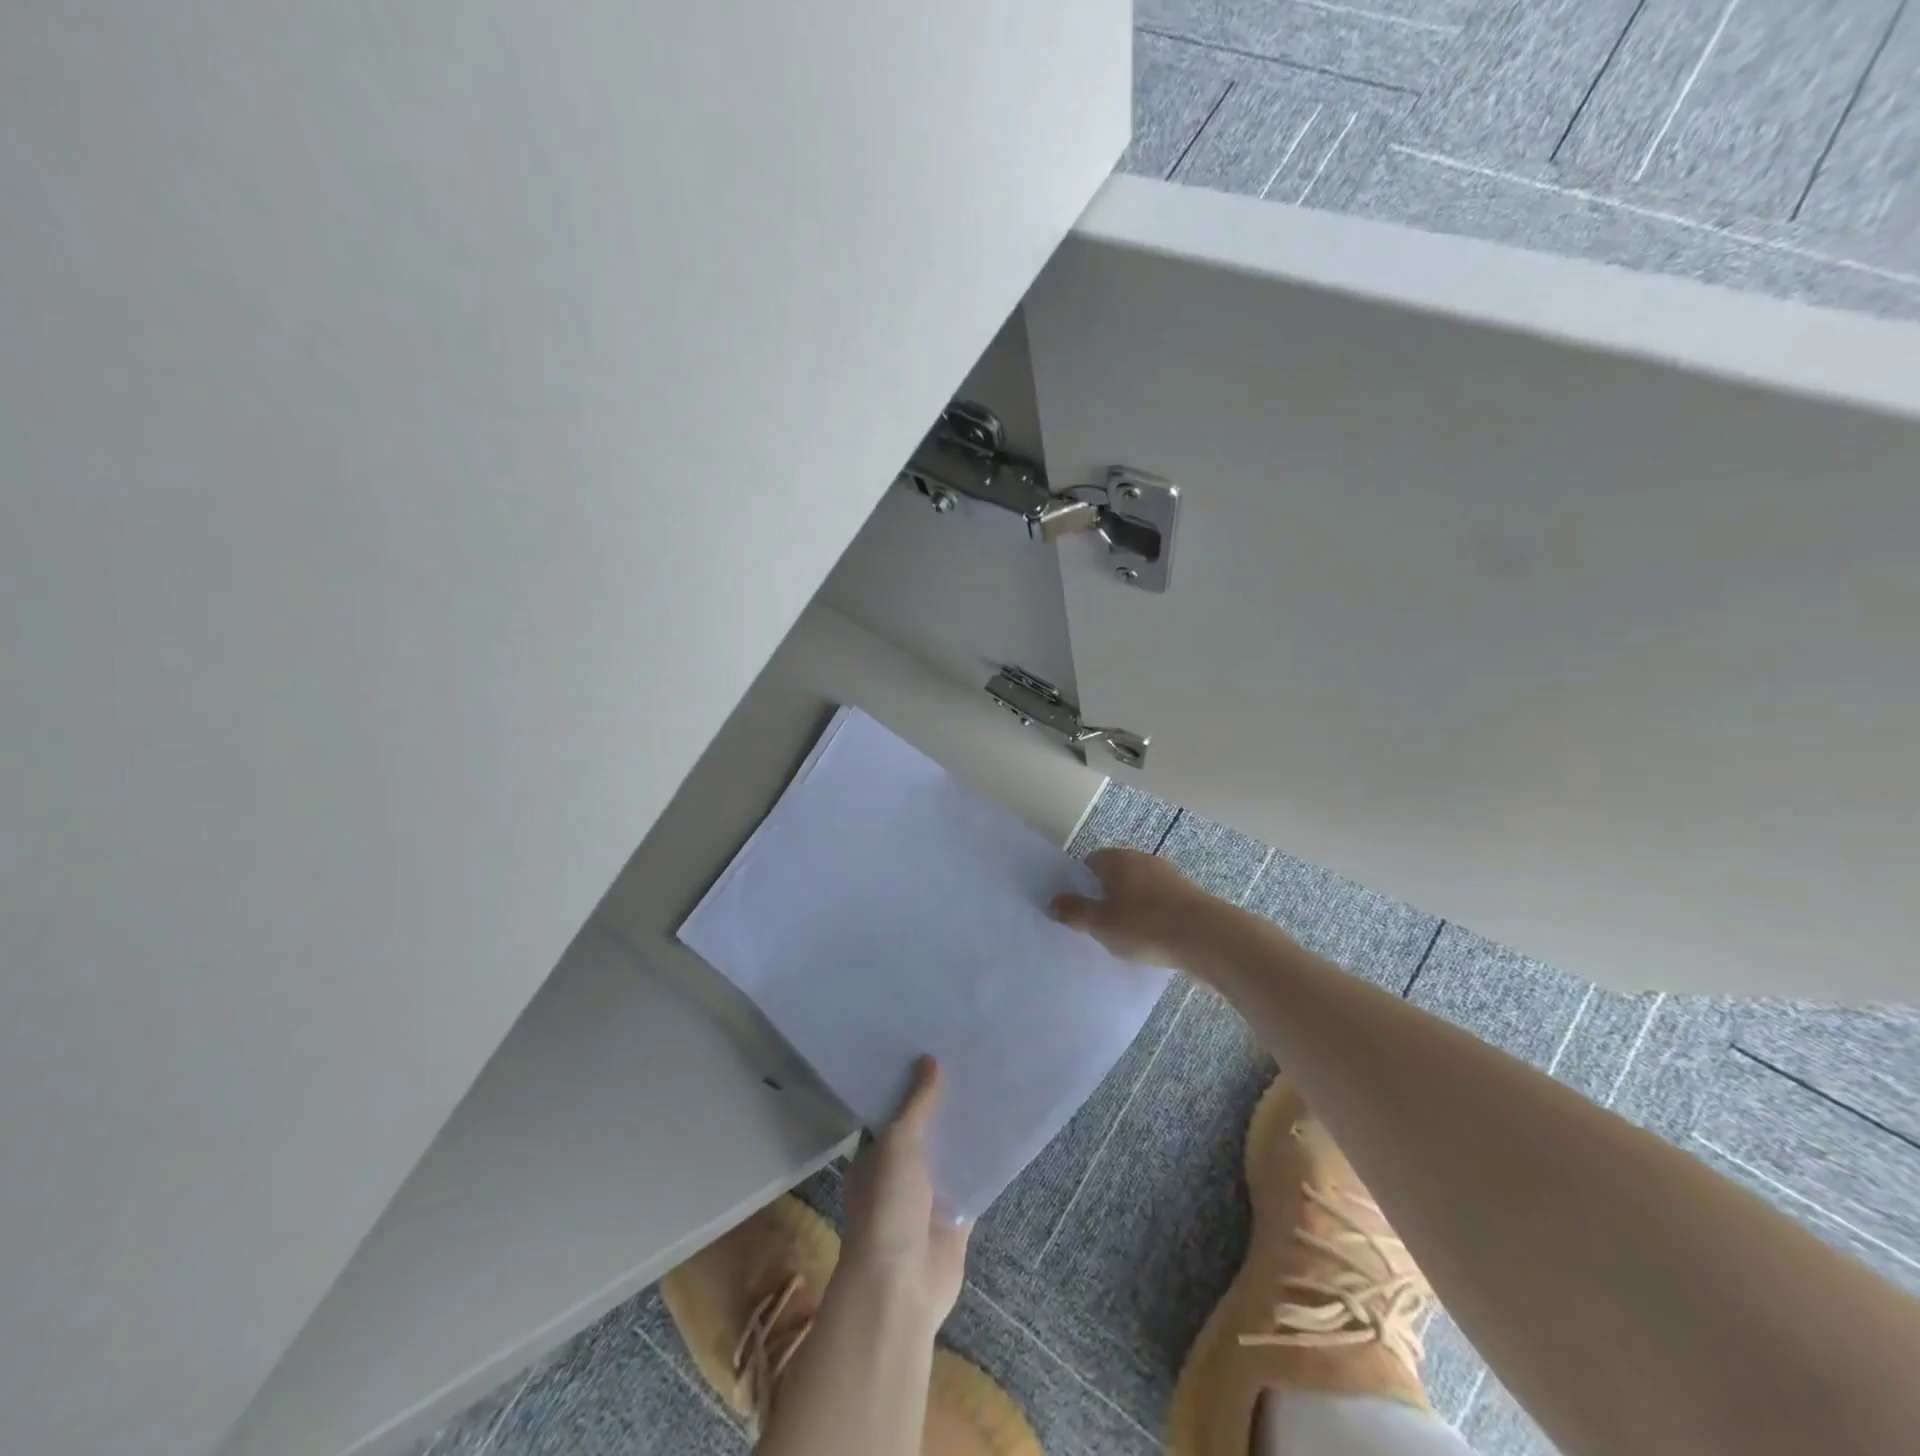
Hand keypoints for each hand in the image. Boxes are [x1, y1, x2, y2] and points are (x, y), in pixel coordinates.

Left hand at [841, 1056, 969, 1329]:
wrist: (902, 1286)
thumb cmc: (887, 1207)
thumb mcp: (897, 1144)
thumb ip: (917, 1105)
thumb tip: (930, 1060)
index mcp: (876, 1155)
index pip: (894, 1110)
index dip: (912, 1083)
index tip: (936, 1049)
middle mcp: (901, 1172)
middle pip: (927, 1129)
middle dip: (945, 1104)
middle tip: (973, 1061)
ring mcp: (930, 1196)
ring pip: (952, 1153)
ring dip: (968, 1130)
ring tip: (995, 1084)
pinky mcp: (957, 1216)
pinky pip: (974, 1180)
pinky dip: (986, 1161)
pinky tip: (1006, 1130)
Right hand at [1049, 845, 1218, 965]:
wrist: (1208, 938)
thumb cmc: (1145, 925)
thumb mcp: (1101, 924)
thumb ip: (1075, 912)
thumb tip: (1054, 902)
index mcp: (1117, 859)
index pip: (1090, 862)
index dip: (1079, 883)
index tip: (1075, 908)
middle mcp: (1142, 860)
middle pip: (1115, 874)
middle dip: (1105, 896)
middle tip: (1095, 924)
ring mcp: (1168, 877)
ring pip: (1138, 890)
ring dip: (1130, 908)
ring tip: (1122, 936)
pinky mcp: (1188, 898)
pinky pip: (1159, 905)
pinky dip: (1151, 918)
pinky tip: (1149, 941)